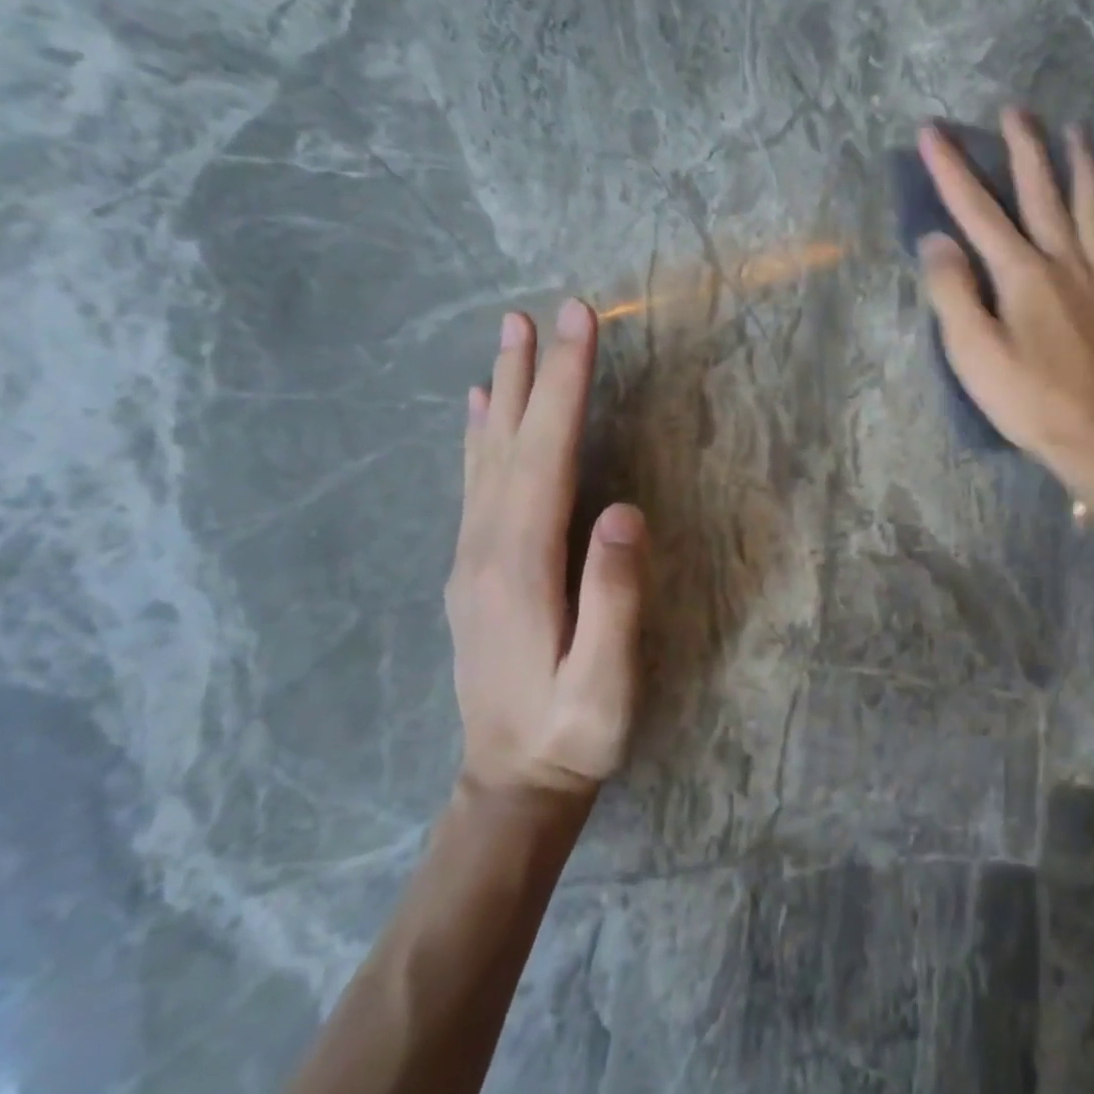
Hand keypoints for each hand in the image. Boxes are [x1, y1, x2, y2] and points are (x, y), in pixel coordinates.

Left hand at [447, 299, 646, 797]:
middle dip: (533, 374)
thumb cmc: (573, 734)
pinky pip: (474, 485)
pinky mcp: (472, 570)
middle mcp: (484, 548)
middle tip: (538, 312)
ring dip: (502, 394)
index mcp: (520, 565)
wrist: (511, 781)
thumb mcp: (605, 680)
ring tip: (507, 341)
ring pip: (484, 458)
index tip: (576, 325)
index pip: (545, 455)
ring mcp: (471, 558)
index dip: (564, 388)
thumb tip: (622, 511)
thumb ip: (613, 597)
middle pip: (509, 443)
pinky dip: (479, 438)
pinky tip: (481, 414)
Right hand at [916, 109, 1093, 486]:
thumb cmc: (1025, 398)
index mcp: (1021, 274)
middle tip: (1017, 112)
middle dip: (1026, 152)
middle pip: (1044, 196)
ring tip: (1080, 135)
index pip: (979, 213)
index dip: (953, 171)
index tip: (933, 131)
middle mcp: (1067, 264)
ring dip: (1085, 172)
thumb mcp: (972, 351)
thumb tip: (937, 239)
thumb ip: (952, 291)